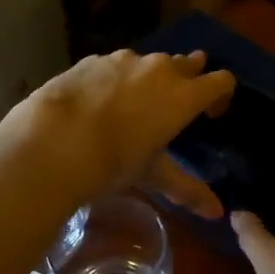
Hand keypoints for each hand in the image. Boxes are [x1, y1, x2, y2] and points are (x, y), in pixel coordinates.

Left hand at [12, 49, 234, 212]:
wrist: (53, 140)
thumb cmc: (114, 161)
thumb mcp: (153, 175)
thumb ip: (188, 189)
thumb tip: (218, 213)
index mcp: (183, 95)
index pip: (221, 81)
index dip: (221, 95)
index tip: (211, 114)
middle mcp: (159, 68)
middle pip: (187, 63)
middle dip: (189, 78)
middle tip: (177, 103)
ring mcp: (124, 60)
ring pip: (150, 62)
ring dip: (151, 78)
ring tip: (134, 105)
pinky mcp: (92, 60)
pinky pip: (115, 65)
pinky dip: (117, 79)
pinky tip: (99, 103)